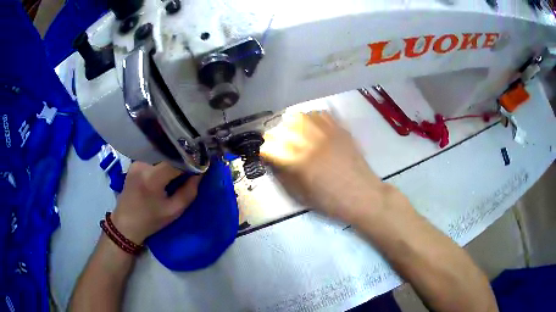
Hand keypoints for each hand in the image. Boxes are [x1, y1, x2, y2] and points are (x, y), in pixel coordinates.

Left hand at [111, 162, 201, 243]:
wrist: (125, 224)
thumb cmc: (150, 220)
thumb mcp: (174, 211)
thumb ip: (189, 192)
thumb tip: (200, 173)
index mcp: (152, 178)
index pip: (177, 160)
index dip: (191, 161)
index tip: (201, 164)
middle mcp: (143, 164)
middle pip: (168, 154)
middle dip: (182, 158)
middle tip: (192, 165)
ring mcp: (137, 162)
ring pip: (161, 154)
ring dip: (172, 159)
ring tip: (180, 168)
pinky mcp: (134, 163)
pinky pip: (153, 157)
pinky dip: (163, 161)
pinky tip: (166, 170)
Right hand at [260, 112, 390, 222]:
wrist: (361, 195)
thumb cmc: (330, 200)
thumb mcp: (300, 195)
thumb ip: (283, 176)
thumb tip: (273, 162)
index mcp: (298, 160)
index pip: (271, 146)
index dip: (266, 150)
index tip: (267, 155)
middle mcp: (310, 142)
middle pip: (284, 128)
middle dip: (276, 136)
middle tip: (278, 145)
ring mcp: (326, 133)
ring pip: (301, 117)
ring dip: (293, 124)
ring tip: (294, 133)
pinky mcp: (339, 130)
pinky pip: (322, 115)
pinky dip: (312, 118)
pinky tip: (313, 128)